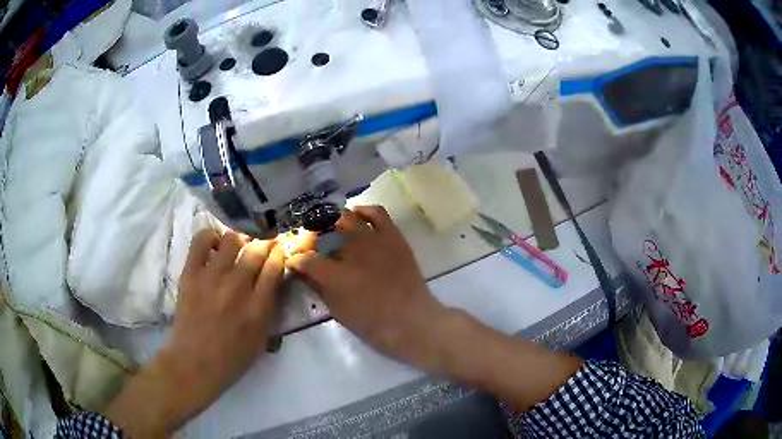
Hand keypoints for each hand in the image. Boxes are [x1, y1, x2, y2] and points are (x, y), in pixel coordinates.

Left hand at [107, 229, 284, 435]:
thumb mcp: (262, 340)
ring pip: (232, 240)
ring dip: (240, 239)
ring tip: (239, 246)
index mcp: (258, 308)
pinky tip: (216, 244)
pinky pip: (202, 241)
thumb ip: (270, 309)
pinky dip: (211, 236)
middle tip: (264, 245)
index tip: (280, 249)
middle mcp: (237, 288)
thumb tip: (274, 281)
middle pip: (256, 249)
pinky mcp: (191, 274)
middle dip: (265, 242)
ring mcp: (211, 278)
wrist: (194, 364)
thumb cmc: (231, 359)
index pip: (274, 267)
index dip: (280, 253)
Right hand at [287, 206, 451, 367]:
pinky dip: (364, 211)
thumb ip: (318, 287)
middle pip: (322, 231)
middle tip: (313, 246)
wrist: (412, 321)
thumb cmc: (372, 323)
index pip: (304, 258)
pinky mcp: (393, 236)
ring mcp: (374, 239)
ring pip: (346, 217)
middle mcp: (352, 250)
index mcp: (334, 274)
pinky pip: (376, 212)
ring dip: (333, 223)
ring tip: (331, 230)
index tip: (294, 262)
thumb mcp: (338, 310)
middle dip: (311, 238)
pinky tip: (357, 217)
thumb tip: (303, 271)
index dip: (296, 259)